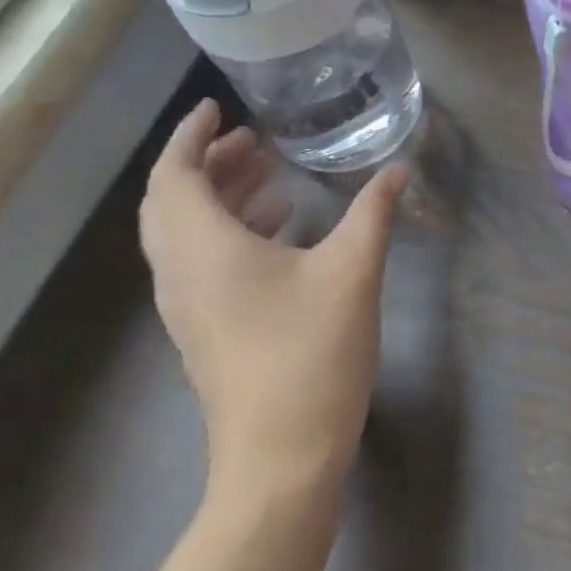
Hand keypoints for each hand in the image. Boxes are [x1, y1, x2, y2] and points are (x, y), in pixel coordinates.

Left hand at [140, 99, 406, 497]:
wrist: (279, 462)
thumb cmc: (311, 355)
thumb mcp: (352, 272)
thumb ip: (374, 212)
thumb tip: (398, 169)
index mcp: (204, 251)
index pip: (176, 176)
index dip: (191, 136)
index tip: (217, 108)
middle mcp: (182, 275)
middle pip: (171, 203)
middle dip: (207, 163)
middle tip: (253, 140)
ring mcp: (188, 309)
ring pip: (184, 235)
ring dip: (217, 196)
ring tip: (268, 174)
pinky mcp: (204, 332)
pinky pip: (199, 262)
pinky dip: (227, 231)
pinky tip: (278, 230)